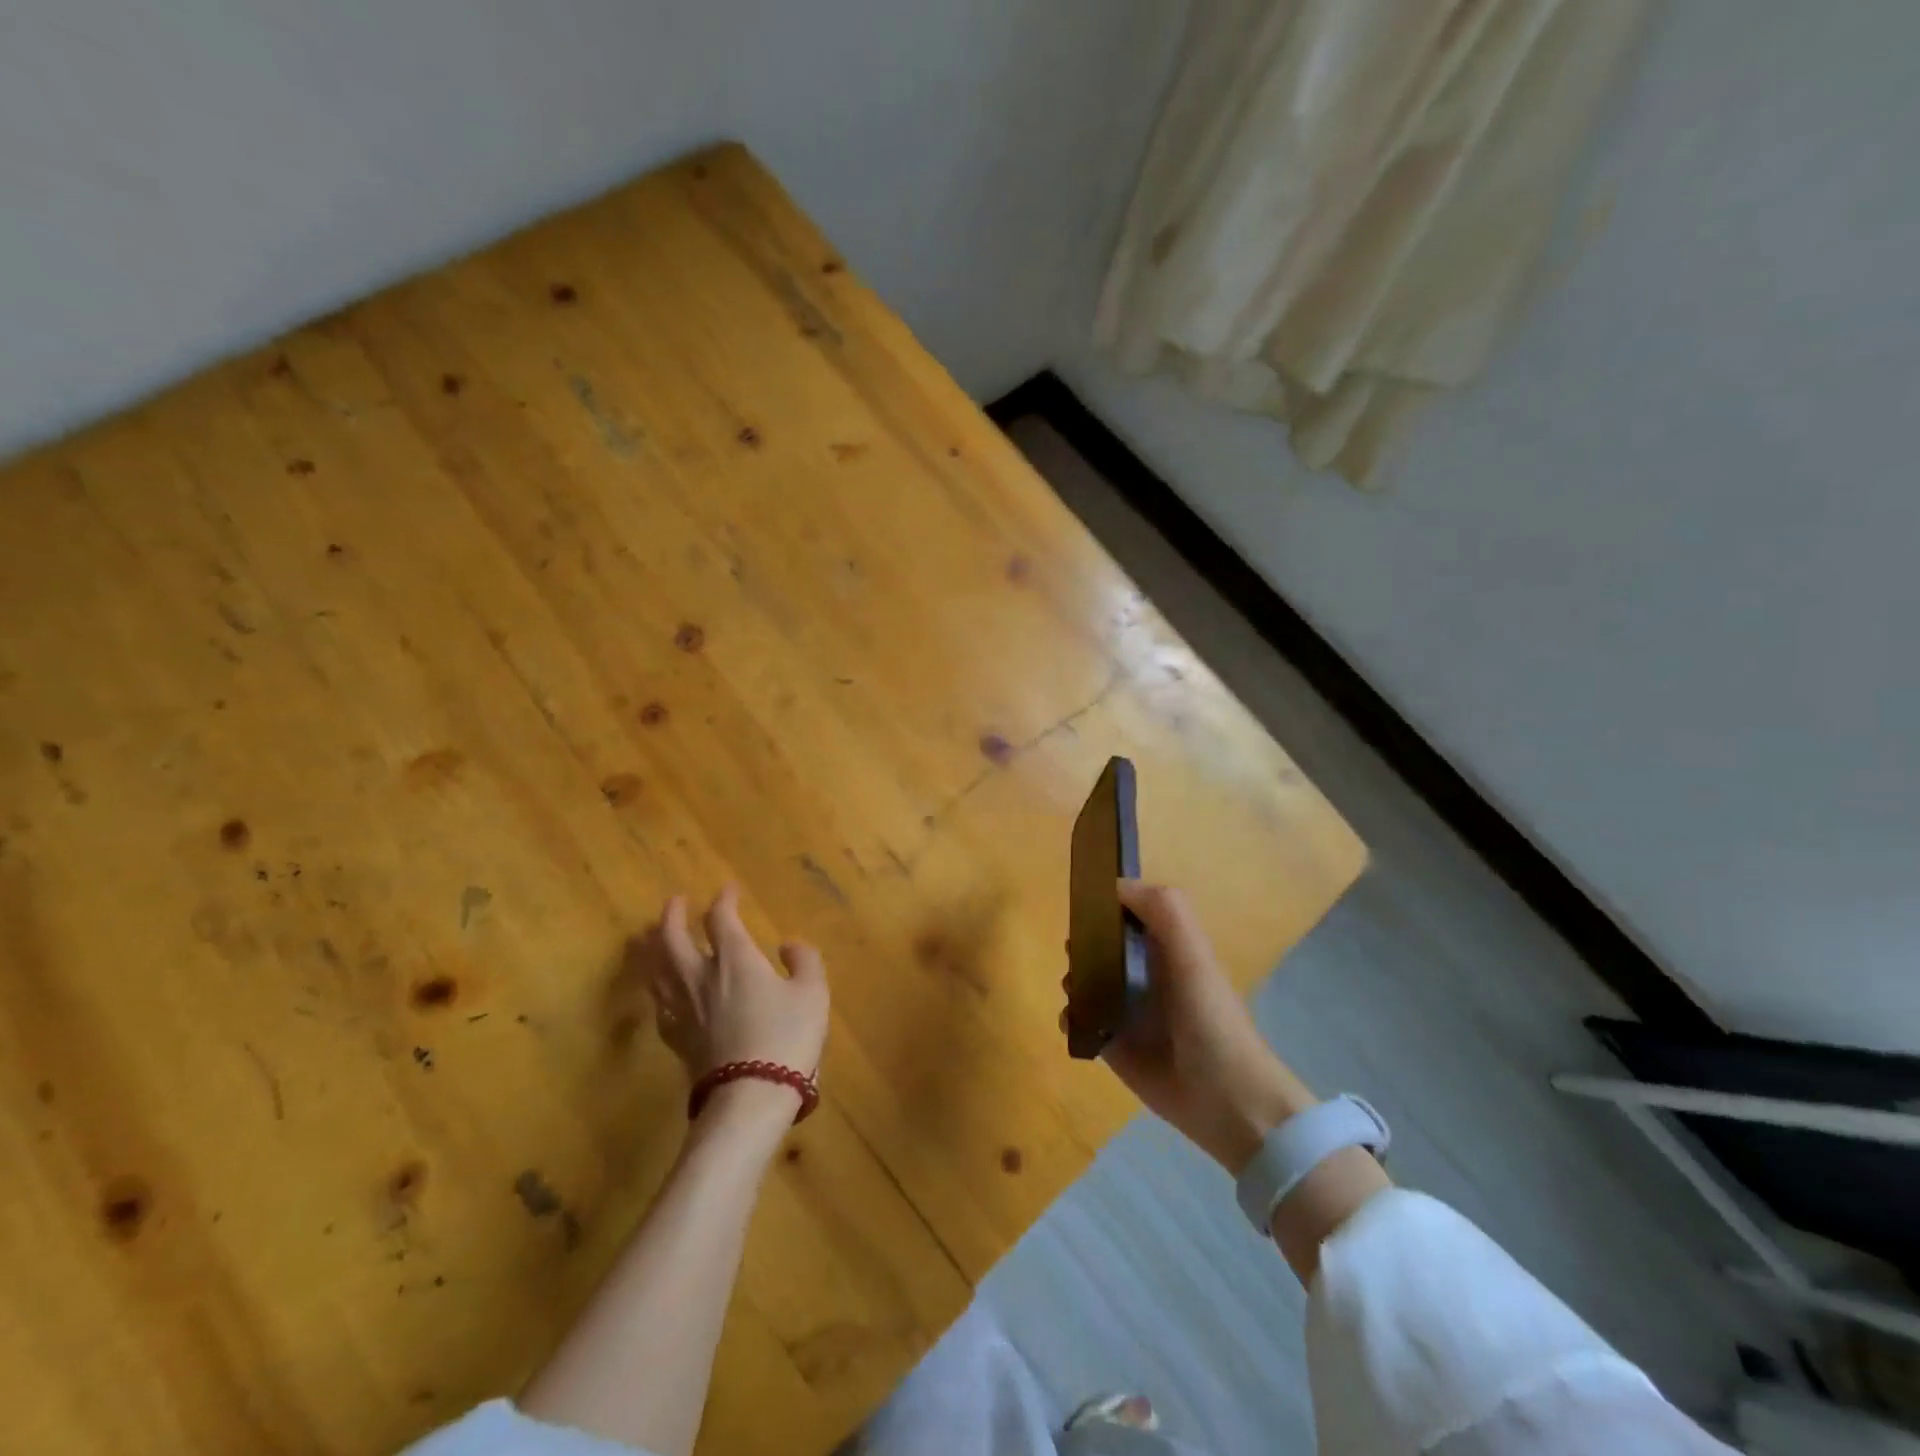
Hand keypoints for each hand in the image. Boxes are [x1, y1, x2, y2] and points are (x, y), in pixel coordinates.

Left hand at [642, 885, 829, 1101]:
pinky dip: (656, 987)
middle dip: (673, 916)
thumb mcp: (812, 993)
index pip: (721, 918)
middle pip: (673, 938)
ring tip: (650, 937)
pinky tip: (659, 989)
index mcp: (735, 959)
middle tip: (675, 902)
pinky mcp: (676, 1038)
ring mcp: (684, 1008)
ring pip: (657, 969)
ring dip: (653, 947)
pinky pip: (659, 1003)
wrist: (750, 1095)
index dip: (723, 900)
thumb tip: (788, 945)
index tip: (728, 889)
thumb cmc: (787, 1037)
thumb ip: (803, 961)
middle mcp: (701, 975)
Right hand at [1090, 882, 1314, 1172]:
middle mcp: (1144, 972)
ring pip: (1085, 980)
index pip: (1128, 910)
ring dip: (1073, 979)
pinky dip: (1071, 1018)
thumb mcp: (1194, 953)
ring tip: (1078, 991)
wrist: (1226, 1101)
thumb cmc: (1211, 1019)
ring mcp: (1127, 1009)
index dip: (1106, 902)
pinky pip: (1080, 1021)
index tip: (1085, 902)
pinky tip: (1076, 1022)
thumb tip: (1114, 885)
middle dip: (1083, 941)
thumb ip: (1165, 910)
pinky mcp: (1112, 1044)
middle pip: (1100, 943)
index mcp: (1166, 946)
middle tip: (1079, 953)